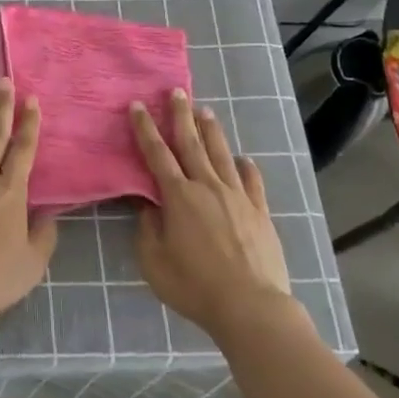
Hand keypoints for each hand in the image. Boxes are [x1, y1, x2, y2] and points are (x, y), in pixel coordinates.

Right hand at [130, 90, 293, 341]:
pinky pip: (252, 181)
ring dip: (211, 131)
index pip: (157, 154)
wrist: (251, 306)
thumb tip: (148, 206)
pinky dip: (246, 167)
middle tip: (177, 91)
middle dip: (181, 115)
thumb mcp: (155, 262)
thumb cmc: (195, 286)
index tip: (138, 105)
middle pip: (191, 143)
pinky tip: (244, 159)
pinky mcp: (260, 212)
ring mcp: (237, 197)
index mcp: (178, 196)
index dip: (146, 128)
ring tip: (205, 111)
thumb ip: (148, 229)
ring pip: (222, 154)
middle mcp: (207, 187)